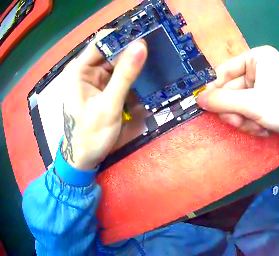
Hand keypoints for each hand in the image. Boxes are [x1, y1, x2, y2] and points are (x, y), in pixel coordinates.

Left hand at [60, 32, 146, 169]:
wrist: (83, 159)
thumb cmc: (90, 136)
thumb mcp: (108, 107)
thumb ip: (124, 76)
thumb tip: (142, 45)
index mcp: (79, 69)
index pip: (103, 40)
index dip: (123, 36)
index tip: (146, 36)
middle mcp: (85, 69)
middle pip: (110, 49)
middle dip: (129, 49)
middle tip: (154, 50)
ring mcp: (92, 78)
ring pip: (114, 60)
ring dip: (130, 62)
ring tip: (151, 62)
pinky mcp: (99, 86)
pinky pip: (115, 73)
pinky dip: (127, 74)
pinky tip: (140, 76)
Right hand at [197, 46, 278, 151]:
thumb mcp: (252, 103)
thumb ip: (222, 101)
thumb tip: (198, 99)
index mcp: (256, 58)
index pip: (223, 72)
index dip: (214, 90)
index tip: (207, 107)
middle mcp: (258, 70)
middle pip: (230, 91)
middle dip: (234, 110)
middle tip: (239, 121)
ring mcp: (262, 87)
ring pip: (237, 105)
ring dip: (244, 120)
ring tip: (257, 126)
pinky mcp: (266, 103)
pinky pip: (248, 113)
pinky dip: (253, 124)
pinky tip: (264, 129)